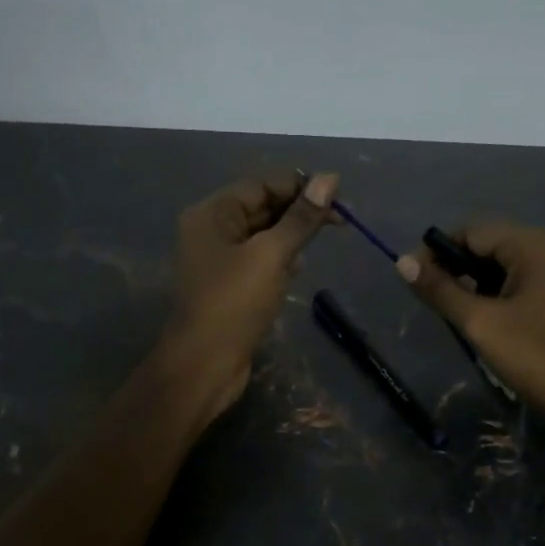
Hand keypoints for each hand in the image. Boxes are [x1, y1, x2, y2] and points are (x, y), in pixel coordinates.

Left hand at [163, 170, 339, 419]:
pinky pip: (258, 260)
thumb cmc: (234, 304)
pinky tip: (300, 268)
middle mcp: (210, 231)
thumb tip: (329, 179)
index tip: (338, 196)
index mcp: (211, 214)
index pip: (260, 185)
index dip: (299, 186)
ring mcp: (217, 261)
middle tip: (341, 222)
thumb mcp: (271, 255)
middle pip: (261, 207)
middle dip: (298, 211)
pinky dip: (281, 259)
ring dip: (292, 235)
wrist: (203, 366)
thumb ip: (301, 219)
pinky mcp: (228, 286)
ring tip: (325, 240)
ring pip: (262, 235)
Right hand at [395, 221, 544, 428]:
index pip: (472, 231)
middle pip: (491, 244)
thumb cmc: (534, 356)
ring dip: (477, 282)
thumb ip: (440, 289)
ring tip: (457, 312)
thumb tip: (402, 262)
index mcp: (534, 245)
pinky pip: (524, 281)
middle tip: (434, 299)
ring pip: (506, 264)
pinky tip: (487, 318)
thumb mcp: (479, 322)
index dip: (437, 252)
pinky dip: (500, 293)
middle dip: (457, 267)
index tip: (414, 280)